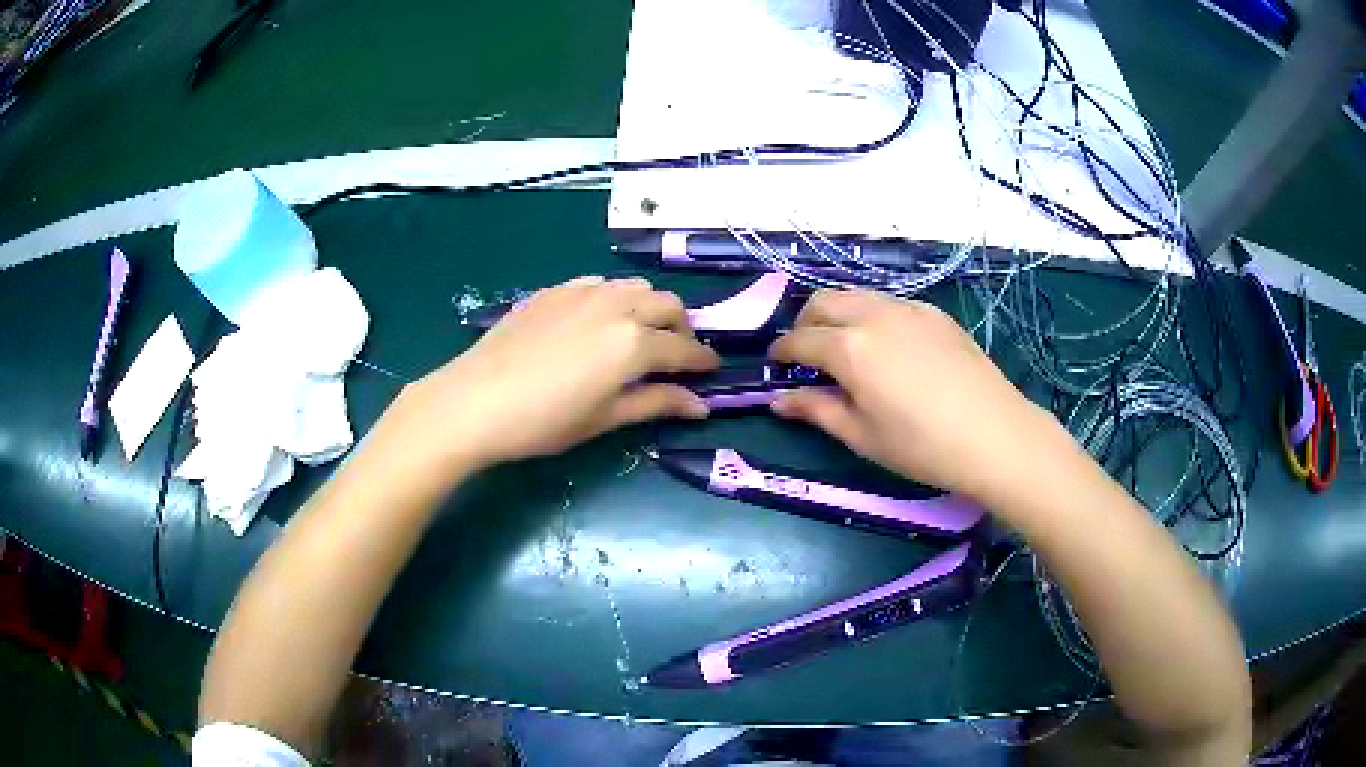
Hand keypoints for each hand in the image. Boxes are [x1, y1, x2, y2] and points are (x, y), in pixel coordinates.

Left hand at [394, 276, 719, 473]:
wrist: (473, 401)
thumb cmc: (543, 421)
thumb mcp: (604, 419)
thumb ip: (656, 404)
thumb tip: (701, 405)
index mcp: (633, 342)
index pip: (684, 347)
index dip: (703, 361)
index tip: (712, 371)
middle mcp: (616, 305)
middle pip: (667, 305)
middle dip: (681, 328)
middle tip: (676, 355)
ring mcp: (583, 292)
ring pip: (635, 287)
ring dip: (649, 308)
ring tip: (639, 335)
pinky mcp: (554, 290)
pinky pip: (599, 283)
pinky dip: (614, 298)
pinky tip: (598, 322)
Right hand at [768, 289, 1059, 503]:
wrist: (994, 434)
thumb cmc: (920, 445)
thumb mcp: (861, 435)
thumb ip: (816, 410)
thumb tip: (778, 401)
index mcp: (849, 347)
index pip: (800, 340)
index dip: (782, 352)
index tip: (776, 365)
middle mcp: (874, 315)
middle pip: (823, 301)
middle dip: (805, 323)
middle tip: (806, 354)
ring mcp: (908, 308)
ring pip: (856, 296)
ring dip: (838, 315)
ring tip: (844, 348)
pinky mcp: (934, 313)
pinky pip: (889, 303)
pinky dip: (871, 316)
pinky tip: (886, 348)